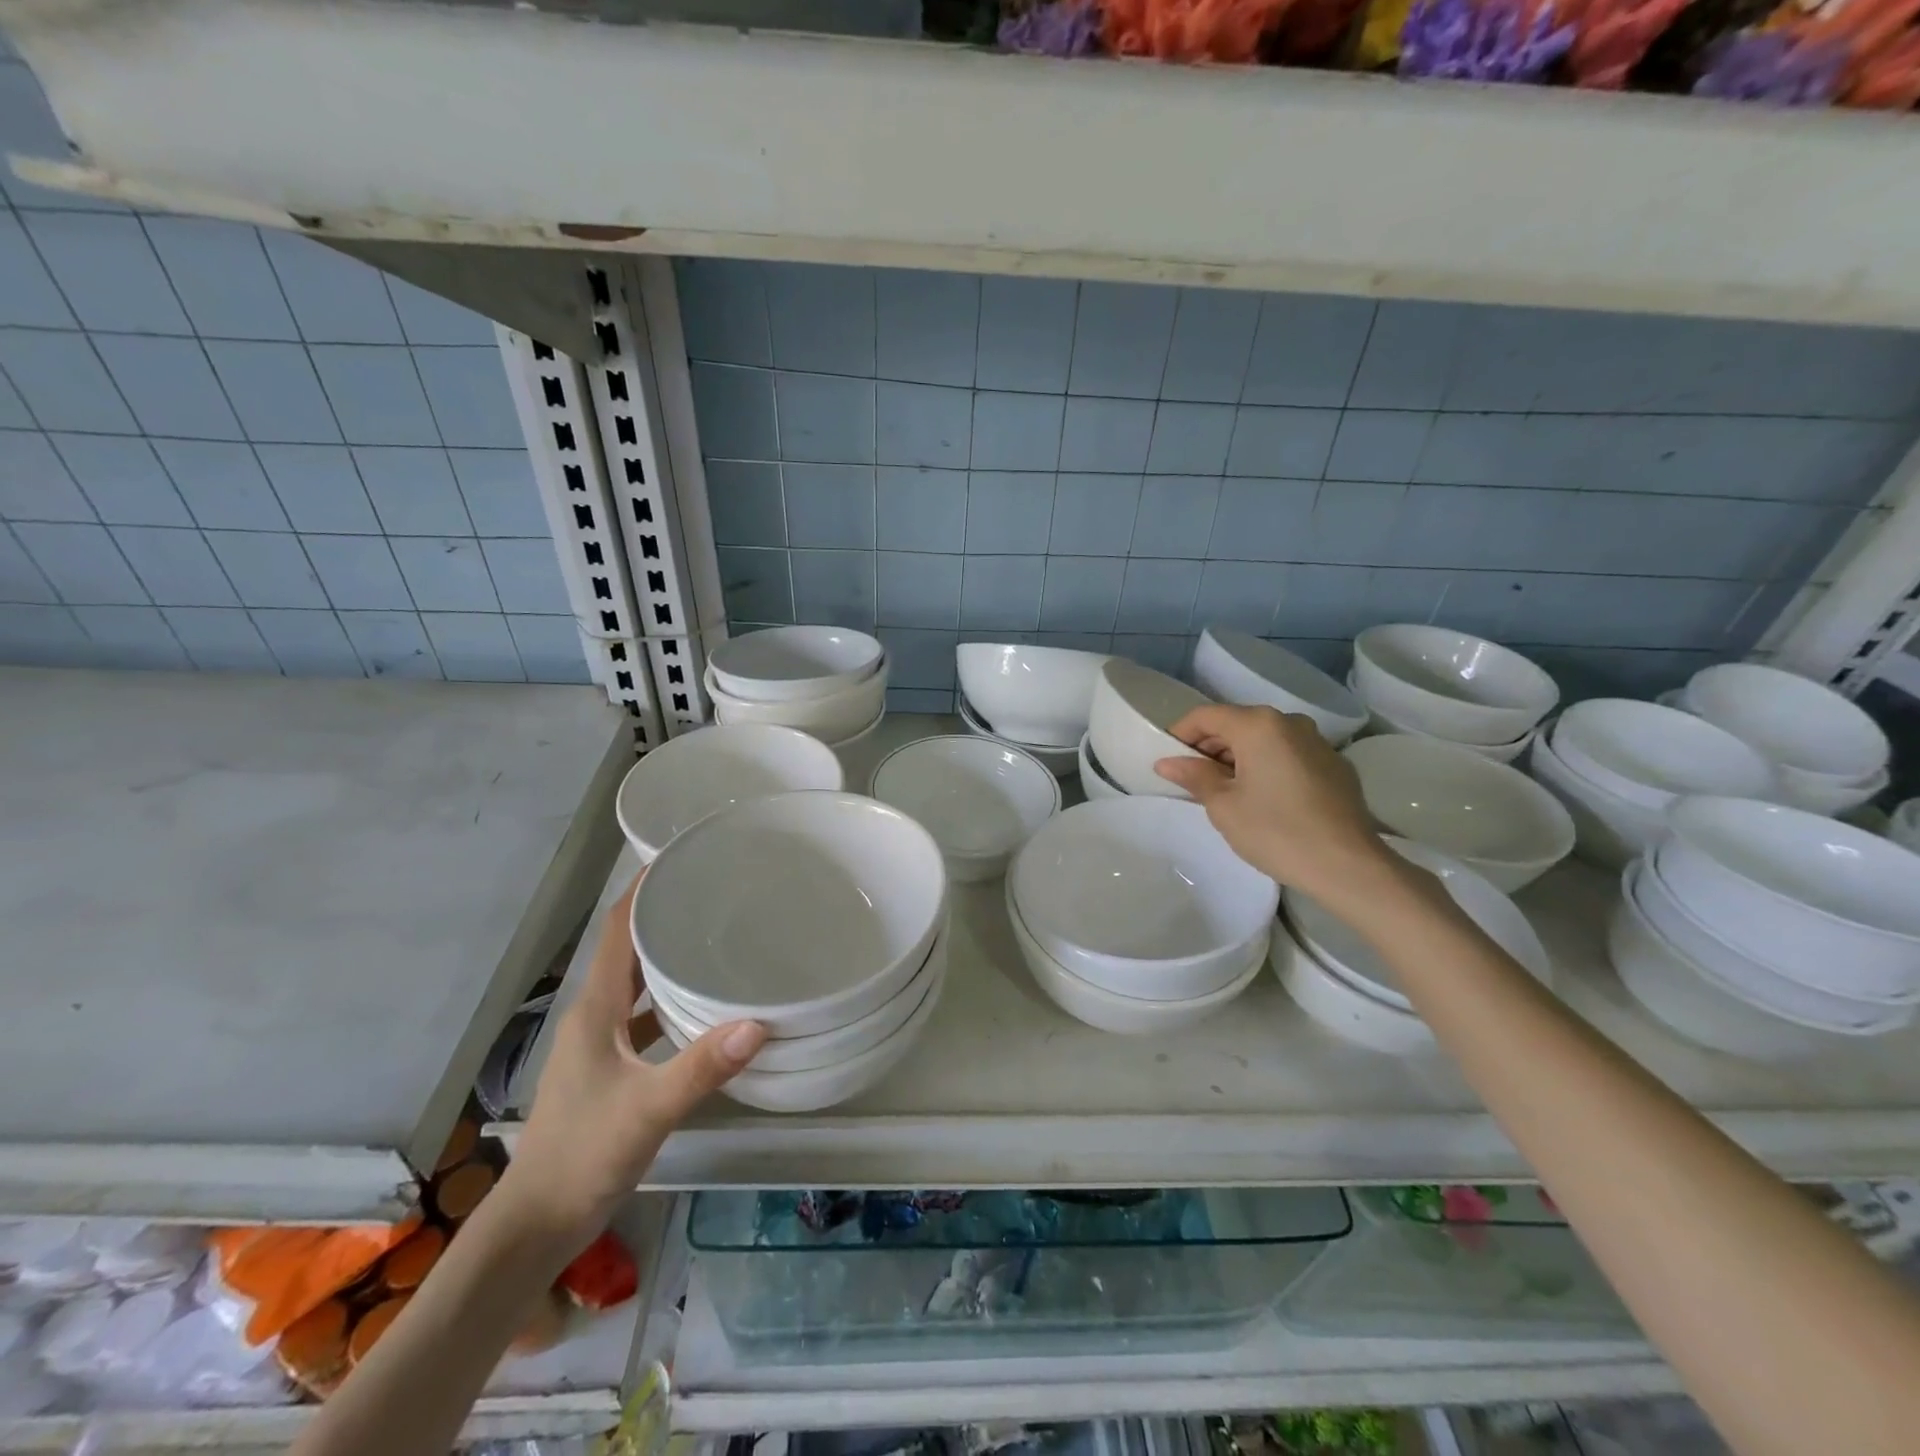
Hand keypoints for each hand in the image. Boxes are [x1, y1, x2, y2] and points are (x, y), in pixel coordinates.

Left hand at [497, 873, 766, 1252]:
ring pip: (637, 986)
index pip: (618, 931)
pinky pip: (644, 1019)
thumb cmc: (583, 1155)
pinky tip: (706, 1010)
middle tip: (716, 893)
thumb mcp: (648, 1108)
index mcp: (595, 1009)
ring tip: (718, 939)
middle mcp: (594, 1017)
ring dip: (669, 960)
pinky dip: (671, 1003)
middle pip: (630, 951)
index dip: (644, 891)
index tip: (680, 858)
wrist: (535, 1227)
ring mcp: (599, 1046)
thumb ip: (701, 1067)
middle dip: (665, 917)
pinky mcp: (610, 1071)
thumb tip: (760, 1023)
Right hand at [1154, 704, 1395, 910]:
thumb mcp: (1223, 805)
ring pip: (1264, 739)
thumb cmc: (1275, 831)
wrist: (1348, 866)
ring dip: (1239, 757)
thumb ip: (1194, 776)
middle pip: (1236, 723)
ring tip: (1226, 791)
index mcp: (1258, 725)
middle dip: (1209, 746)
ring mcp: (1317, 742)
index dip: (1180, 734)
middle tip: (1192, 779)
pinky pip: (1288, 755)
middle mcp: (1289, 722)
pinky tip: (1264, 799)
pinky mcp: (1335, 765)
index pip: (1206, 716)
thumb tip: (1167, 762)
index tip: (1167, 760)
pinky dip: (1267, 766)